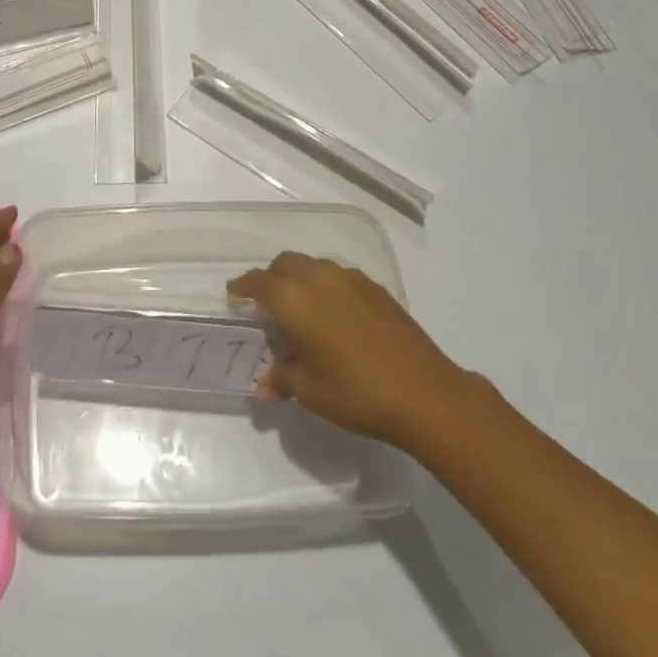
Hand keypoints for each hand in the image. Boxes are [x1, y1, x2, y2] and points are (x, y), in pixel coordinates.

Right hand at [228, 251, 481, 449]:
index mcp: (294, 299)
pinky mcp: (375, 287)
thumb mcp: (310, 392)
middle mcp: (318, 277)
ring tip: (303, 311)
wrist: (423, 391)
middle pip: (285, 264)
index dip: (243, 286)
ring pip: (313, 266)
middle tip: (268, 304)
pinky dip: (326, 287)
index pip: (258, 283)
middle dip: (272, 278)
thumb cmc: (355, 392)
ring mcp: (350, 278)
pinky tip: (335, 316)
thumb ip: (283, 379)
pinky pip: (339, 277)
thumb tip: (265, 386)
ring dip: (300, 280)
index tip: (234, 295)